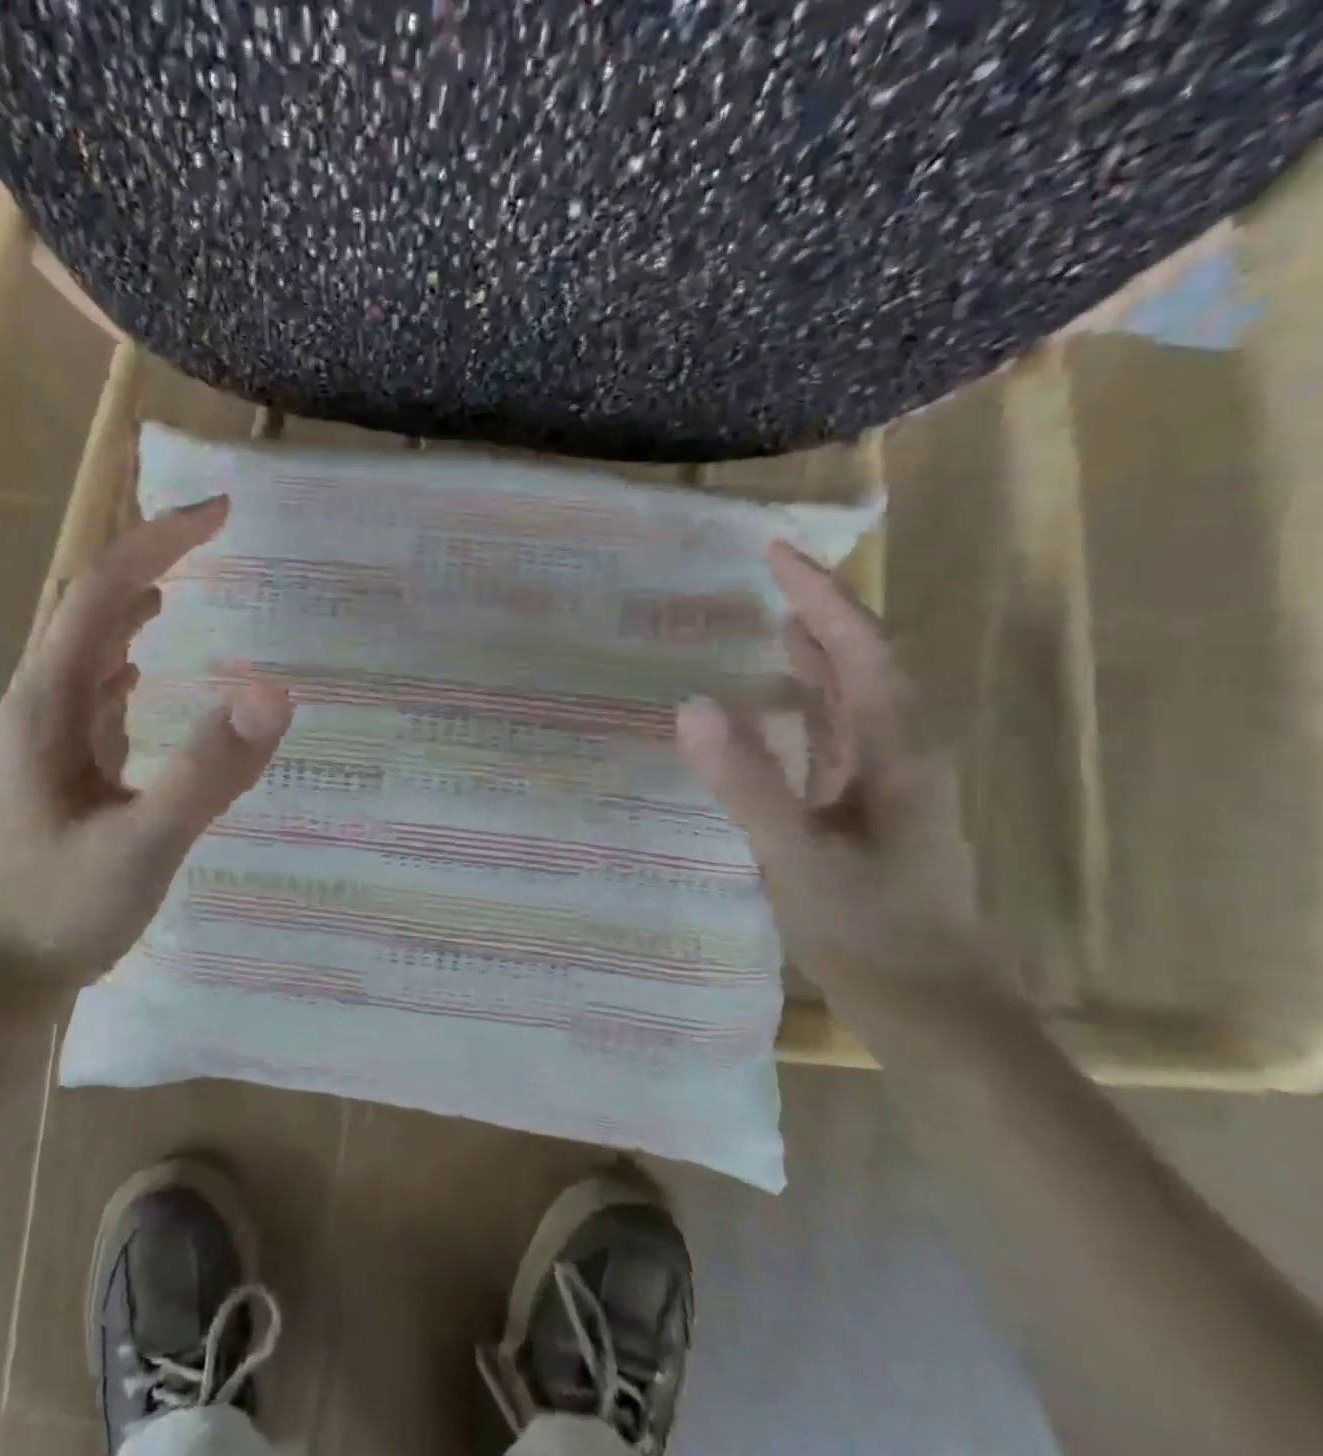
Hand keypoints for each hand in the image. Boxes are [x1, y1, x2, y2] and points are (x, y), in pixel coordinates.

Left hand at [0, 496, 292, 983]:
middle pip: (90, 606)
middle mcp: (39, 705)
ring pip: (87, 648)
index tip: (219, 513)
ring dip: (133, 606)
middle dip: (150, 558)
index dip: (159, 541)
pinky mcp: (53, 772)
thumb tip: (273, 692)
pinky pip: (92, 694)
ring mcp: (42, 739)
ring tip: (185, 586)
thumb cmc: (55, 913)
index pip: (103, 590)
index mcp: (50, 702)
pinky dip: (125, 665)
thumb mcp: (143, 845)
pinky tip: (145, 682)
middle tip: (212, 537)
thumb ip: (206, 772)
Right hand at [675, 541, 1013, 1037]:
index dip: (821, 596)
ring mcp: (889, 783)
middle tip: (769, 577)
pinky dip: (810, 706)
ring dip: (819, 656)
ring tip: (774, 622)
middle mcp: (900, 753)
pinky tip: (779, 710)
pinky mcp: (872, 809)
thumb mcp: (796, 857)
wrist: (934, 1009)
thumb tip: (691, 706)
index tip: (776, 553)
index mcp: (895, 750)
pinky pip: (839, 735)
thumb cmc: (870, 931)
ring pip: (855, 698)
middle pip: (865, 662)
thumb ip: (745, 782)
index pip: (860, 649)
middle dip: (821, 612)